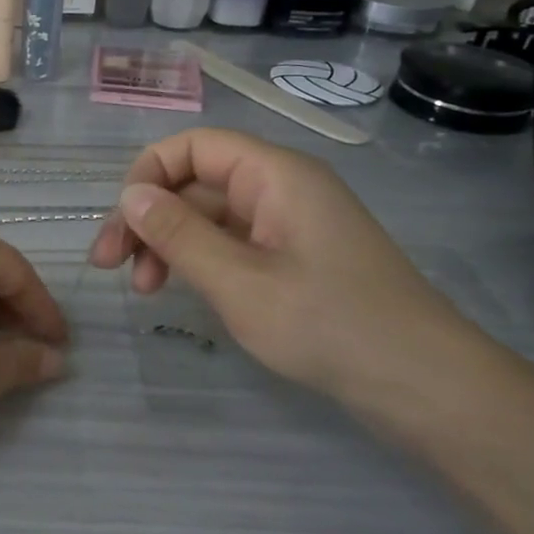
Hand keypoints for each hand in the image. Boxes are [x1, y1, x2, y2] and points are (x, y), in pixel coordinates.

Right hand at [87, 129, 481, 397]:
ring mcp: (289, 224)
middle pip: (195, 182)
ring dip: (167, 243)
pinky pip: (231, 242)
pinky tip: (179, 291)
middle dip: (148, 216)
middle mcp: (281, 188)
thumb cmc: (329, 325)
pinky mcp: (293, 258)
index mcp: (276, 175)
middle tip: (108, 264)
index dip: (148, 175)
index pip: (193, 146)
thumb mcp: (239, 282)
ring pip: (208, 215)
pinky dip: (197, 261)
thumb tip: (129, 195)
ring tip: (142, 289)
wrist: (425, 386)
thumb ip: (178, 234)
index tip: (121, 225)